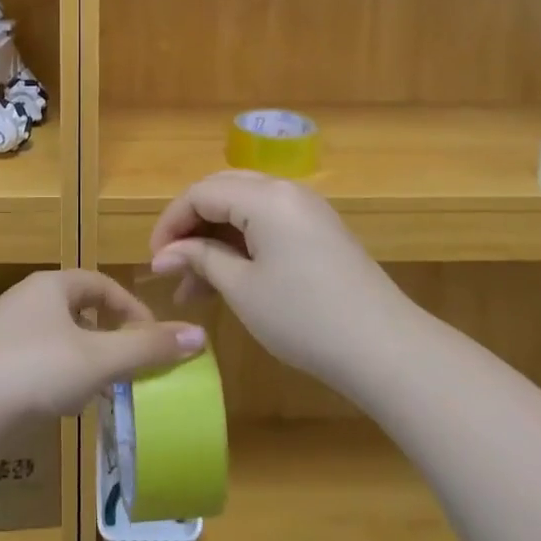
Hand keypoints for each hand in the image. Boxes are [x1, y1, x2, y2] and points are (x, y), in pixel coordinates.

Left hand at [0, 269, 206, 425]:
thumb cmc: (35, 370)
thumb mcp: (100, 360)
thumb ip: (148, 349)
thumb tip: (199, 336)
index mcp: (52, 285)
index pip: (103, 285)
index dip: (132, 310)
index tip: (151, 341)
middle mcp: (26, 299)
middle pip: (80, 309)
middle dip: (109, 337)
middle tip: (128, 367)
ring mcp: (3, 330)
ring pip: (58, 337)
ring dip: (84, 358)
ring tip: (99, 389)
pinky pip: (36, 358)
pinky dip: (57, 375)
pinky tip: (60, 403)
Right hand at [149, 171, 402, 386]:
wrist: (385, 349)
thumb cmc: (303, 317)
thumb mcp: (242, 288)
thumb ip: (200, 259)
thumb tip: (164, 255)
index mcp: (265, 197)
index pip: (201, 193)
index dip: (171, 223)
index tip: (155, 261)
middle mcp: (286, 191)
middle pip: (222, 192)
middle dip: (191, 227)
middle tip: (172, 267)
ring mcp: (307, 211)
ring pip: (244, 210)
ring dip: (214, 240)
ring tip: (193, 288)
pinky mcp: (319, 232)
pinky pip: (267, 225)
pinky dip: (241, 246)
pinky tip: (227, 280)